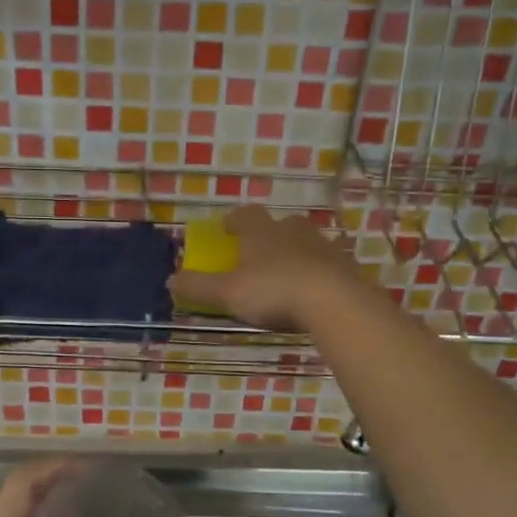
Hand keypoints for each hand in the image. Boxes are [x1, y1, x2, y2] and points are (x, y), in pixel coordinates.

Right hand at [167, 206, 362, 331]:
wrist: (334, 302)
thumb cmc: (272, 290)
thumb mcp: (227, 292)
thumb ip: (198, 286)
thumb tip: (170, 279)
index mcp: (262, 232)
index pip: (246, 215)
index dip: (234, 220)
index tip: (227, 229)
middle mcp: (293, 231)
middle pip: (280, 225)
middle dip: (269, 236)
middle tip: (259, 253)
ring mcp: (323, 247)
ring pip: (306, 243)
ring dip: (295, 254)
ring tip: (287, 274)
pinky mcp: (346, 267)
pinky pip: (328, 266)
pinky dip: (319, 274)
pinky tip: (315, 292)